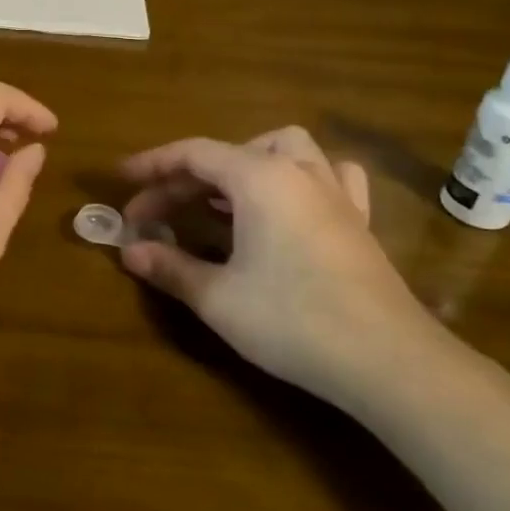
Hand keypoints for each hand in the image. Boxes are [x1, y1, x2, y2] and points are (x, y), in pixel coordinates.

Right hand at [118, 127, 445, 411]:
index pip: (193, 154)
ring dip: (246, 161)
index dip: (152, 164)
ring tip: (221, 195)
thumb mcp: (218, 298)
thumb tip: (130, 251)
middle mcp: (296, 172)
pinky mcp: (357, 221)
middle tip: (156, 212)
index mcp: (258, 178)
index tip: (121, 179)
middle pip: (230, 153)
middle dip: (186, 177)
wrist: (387, 361)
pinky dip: (301, 177)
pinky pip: (329, 176)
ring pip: (286, 149)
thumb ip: (170, 267)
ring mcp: (334, 193)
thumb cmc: (293, 321)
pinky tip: (290, 203)